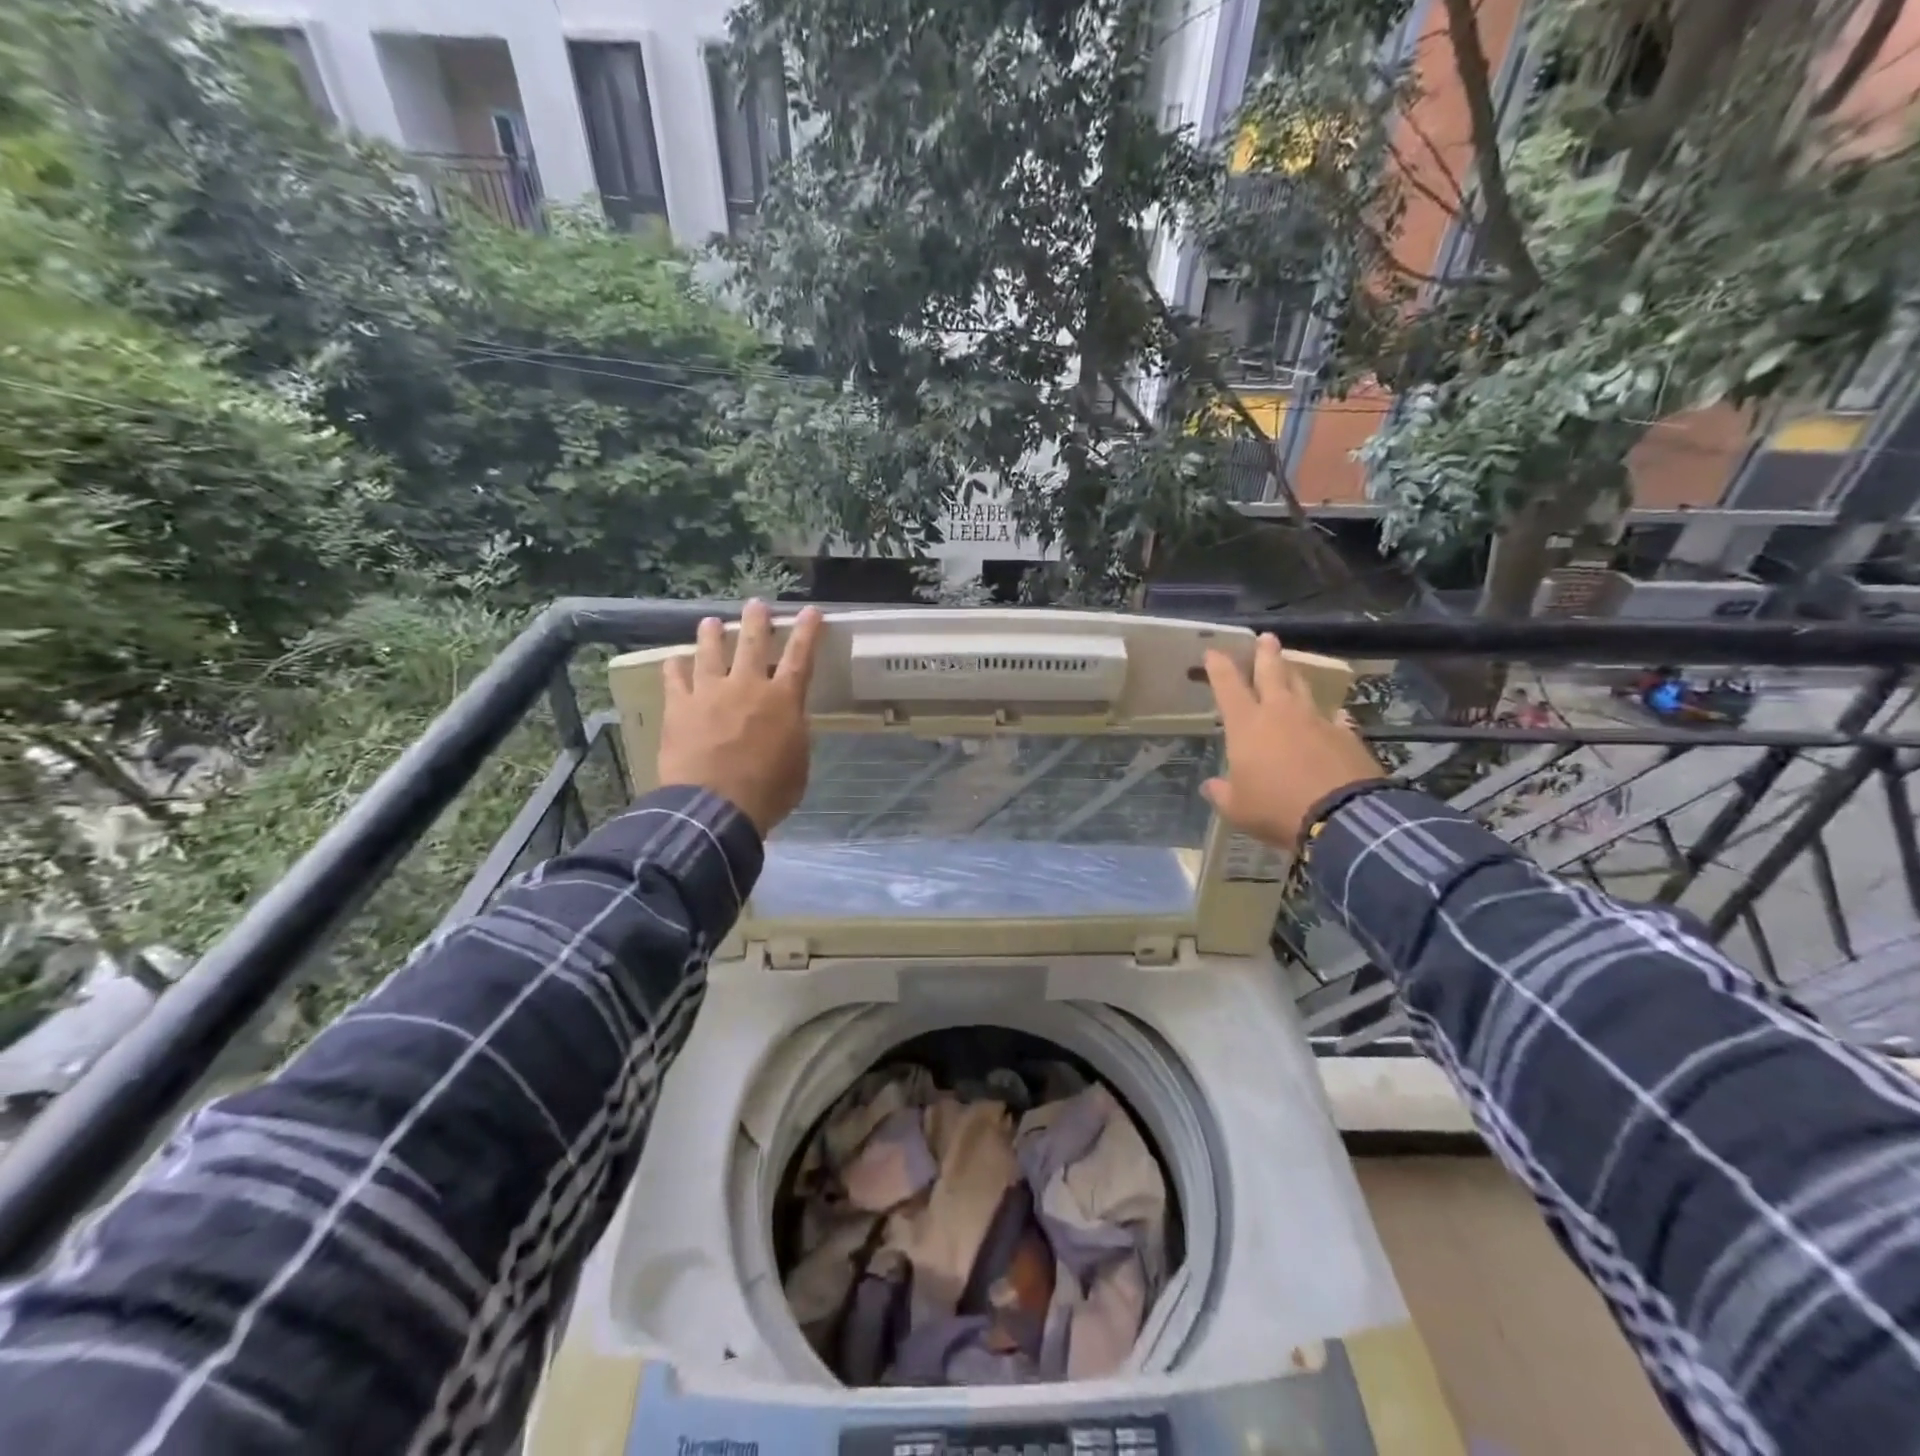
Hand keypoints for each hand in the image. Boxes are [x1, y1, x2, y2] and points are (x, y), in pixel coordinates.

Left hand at [659, 601, 822, 835]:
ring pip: (710, 652)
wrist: (714, 807)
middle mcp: (747, 686)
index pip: (801, 657)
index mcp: (783, 700)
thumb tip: (789, 724)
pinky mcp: (679, 707)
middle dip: (757, 620)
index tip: (811, 611)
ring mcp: (710, 693)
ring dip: (712, 634)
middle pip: (753, 642)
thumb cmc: (767, 792)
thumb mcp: (797, 764)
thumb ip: (794, 737)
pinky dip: (675, 668)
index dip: (808, 632)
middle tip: (756, 604)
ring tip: (710, 622)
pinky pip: (675, 679)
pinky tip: (674, 660)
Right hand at [1201, 634, 1384, 850]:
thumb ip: (1222, 793)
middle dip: (1266, 654)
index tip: (1212, 651)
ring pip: (1304, 689)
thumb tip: (1211, 786)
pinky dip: (1329, 716)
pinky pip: (1335, 719)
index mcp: (1247, 725)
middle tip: (1267, 637)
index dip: (1218, 667)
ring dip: (1295, 675)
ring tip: (1292, 668)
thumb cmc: (1276, 808)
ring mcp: (1317, 722)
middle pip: (1272, 673)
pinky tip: (1334, 716)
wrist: (1341, 817)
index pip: (1228, 686)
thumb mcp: (1237, 808)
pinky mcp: (1347, 736)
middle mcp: (1281, 713)